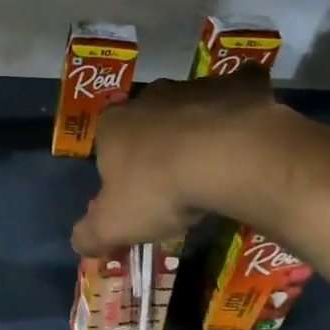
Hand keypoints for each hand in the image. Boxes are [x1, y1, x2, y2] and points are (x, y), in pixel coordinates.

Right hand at [71, 68, 282, 256]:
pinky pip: (239, 95)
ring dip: (198, 130)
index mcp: (113, 125)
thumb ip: (89, 235)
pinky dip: (241, 112)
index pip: (106, 144)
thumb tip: (79, 244)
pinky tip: (249, 137)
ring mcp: (196, 87)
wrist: (227, 157)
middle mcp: (150, 97)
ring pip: (192, 109)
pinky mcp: (240, 85)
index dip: (119, 170)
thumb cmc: (159, 189)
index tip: (136, 195)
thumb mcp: (113, 225)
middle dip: (157, 146)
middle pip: (148, 123)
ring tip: (216, 167)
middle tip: (175, 182)